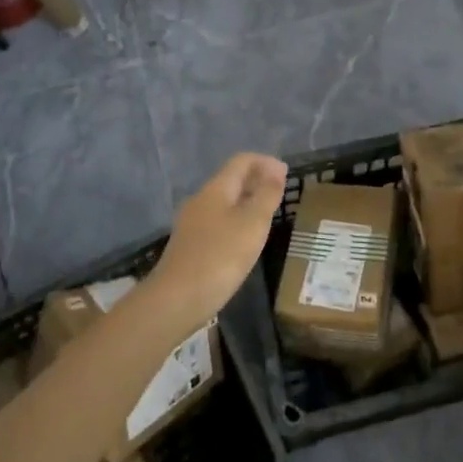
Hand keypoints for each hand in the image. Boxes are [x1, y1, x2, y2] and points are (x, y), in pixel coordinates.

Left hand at [145, 154, 286, 330]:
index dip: (265, 162)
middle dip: (256, 180)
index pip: (242, 161)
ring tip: (268, 215)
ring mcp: (192, 223)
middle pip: (231, 179)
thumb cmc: (220, 257)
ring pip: (224, 201)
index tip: (286, 174)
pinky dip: (236, 220)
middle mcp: (201, 200)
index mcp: (216, 189)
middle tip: (280, 192)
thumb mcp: (252, 224)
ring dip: (247, 201)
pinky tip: (245, 239)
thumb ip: (266, 195)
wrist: (175, 300)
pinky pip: (218, 221)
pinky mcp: (190, 245)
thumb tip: (276, 171)